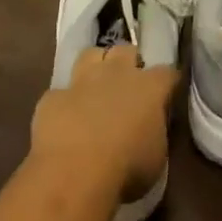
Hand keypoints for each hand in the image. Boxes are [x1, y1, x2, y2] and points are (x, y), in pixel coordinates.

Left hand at [30, 45, 178, 202]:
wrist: (74, 170)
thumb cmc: (126, 168)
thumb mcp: (156, 157)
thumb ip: (155, 133)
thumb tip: (150, 128)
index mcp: (149, 88)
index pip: (167, 73)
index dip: (167, 82)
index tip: (167, 93)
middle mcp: (117, 73)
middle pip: (127, 50)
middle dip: (129, 63)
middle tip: (129, 85)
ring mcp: (83, 80)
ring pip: (92, 54)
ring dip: (96, 66)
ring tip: (96, 86)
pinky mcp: (54, 96)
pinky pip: (61, 92)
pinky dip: (65, 103)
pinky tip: (65, 119)